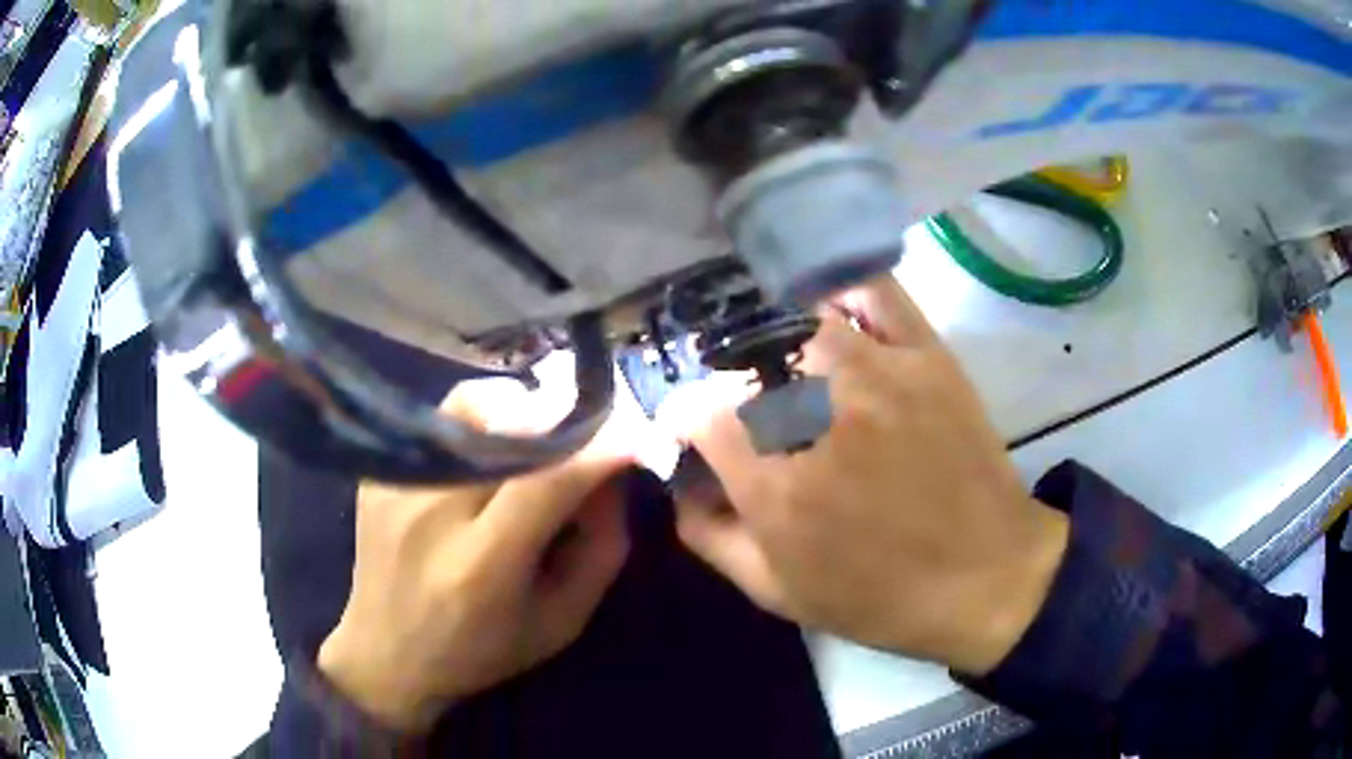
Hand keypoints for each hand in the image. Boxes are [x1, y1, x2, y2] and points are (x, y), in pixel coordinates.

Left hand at [318, 378, 635, 731]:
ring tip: (532, 438)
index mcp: (483, 566)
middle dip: (560, 419)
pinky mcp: (377, 474)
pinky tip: (484, 456)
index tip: (632, 437)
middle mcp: (432, 514)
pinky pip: (439, 422)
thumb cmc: (482, 651)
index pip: (547, 480)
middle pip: (504, 425)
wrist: (387, 655)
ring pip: (469, 406)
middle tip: (584, 435)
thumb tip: (613, 473)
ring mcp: (396, 487)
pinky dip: (477, 425)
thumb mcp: (562, 621)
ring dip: (515, 411)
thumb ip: (601, 547)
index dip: (598, 449)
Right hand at [663, 277, 1069, 675]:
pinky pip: (871, 291)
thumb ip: (707, 534)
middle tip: (733, 405)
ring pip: (793, 317)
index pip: (692, 407)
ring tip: (774, 363)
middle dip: (720, 381)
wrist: (985, 577)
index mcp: (773, 479)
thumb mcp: (773, 591)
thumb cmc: (877, 597)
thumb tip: (681, 480)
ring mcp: (876, 370)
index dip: (680, 419)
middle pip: (736, 356)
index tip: (693, 437)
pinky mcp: (924, 353)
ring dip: (770, 339)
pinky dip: (839, 291)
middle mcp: (816, 410)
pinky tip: (826, 314)